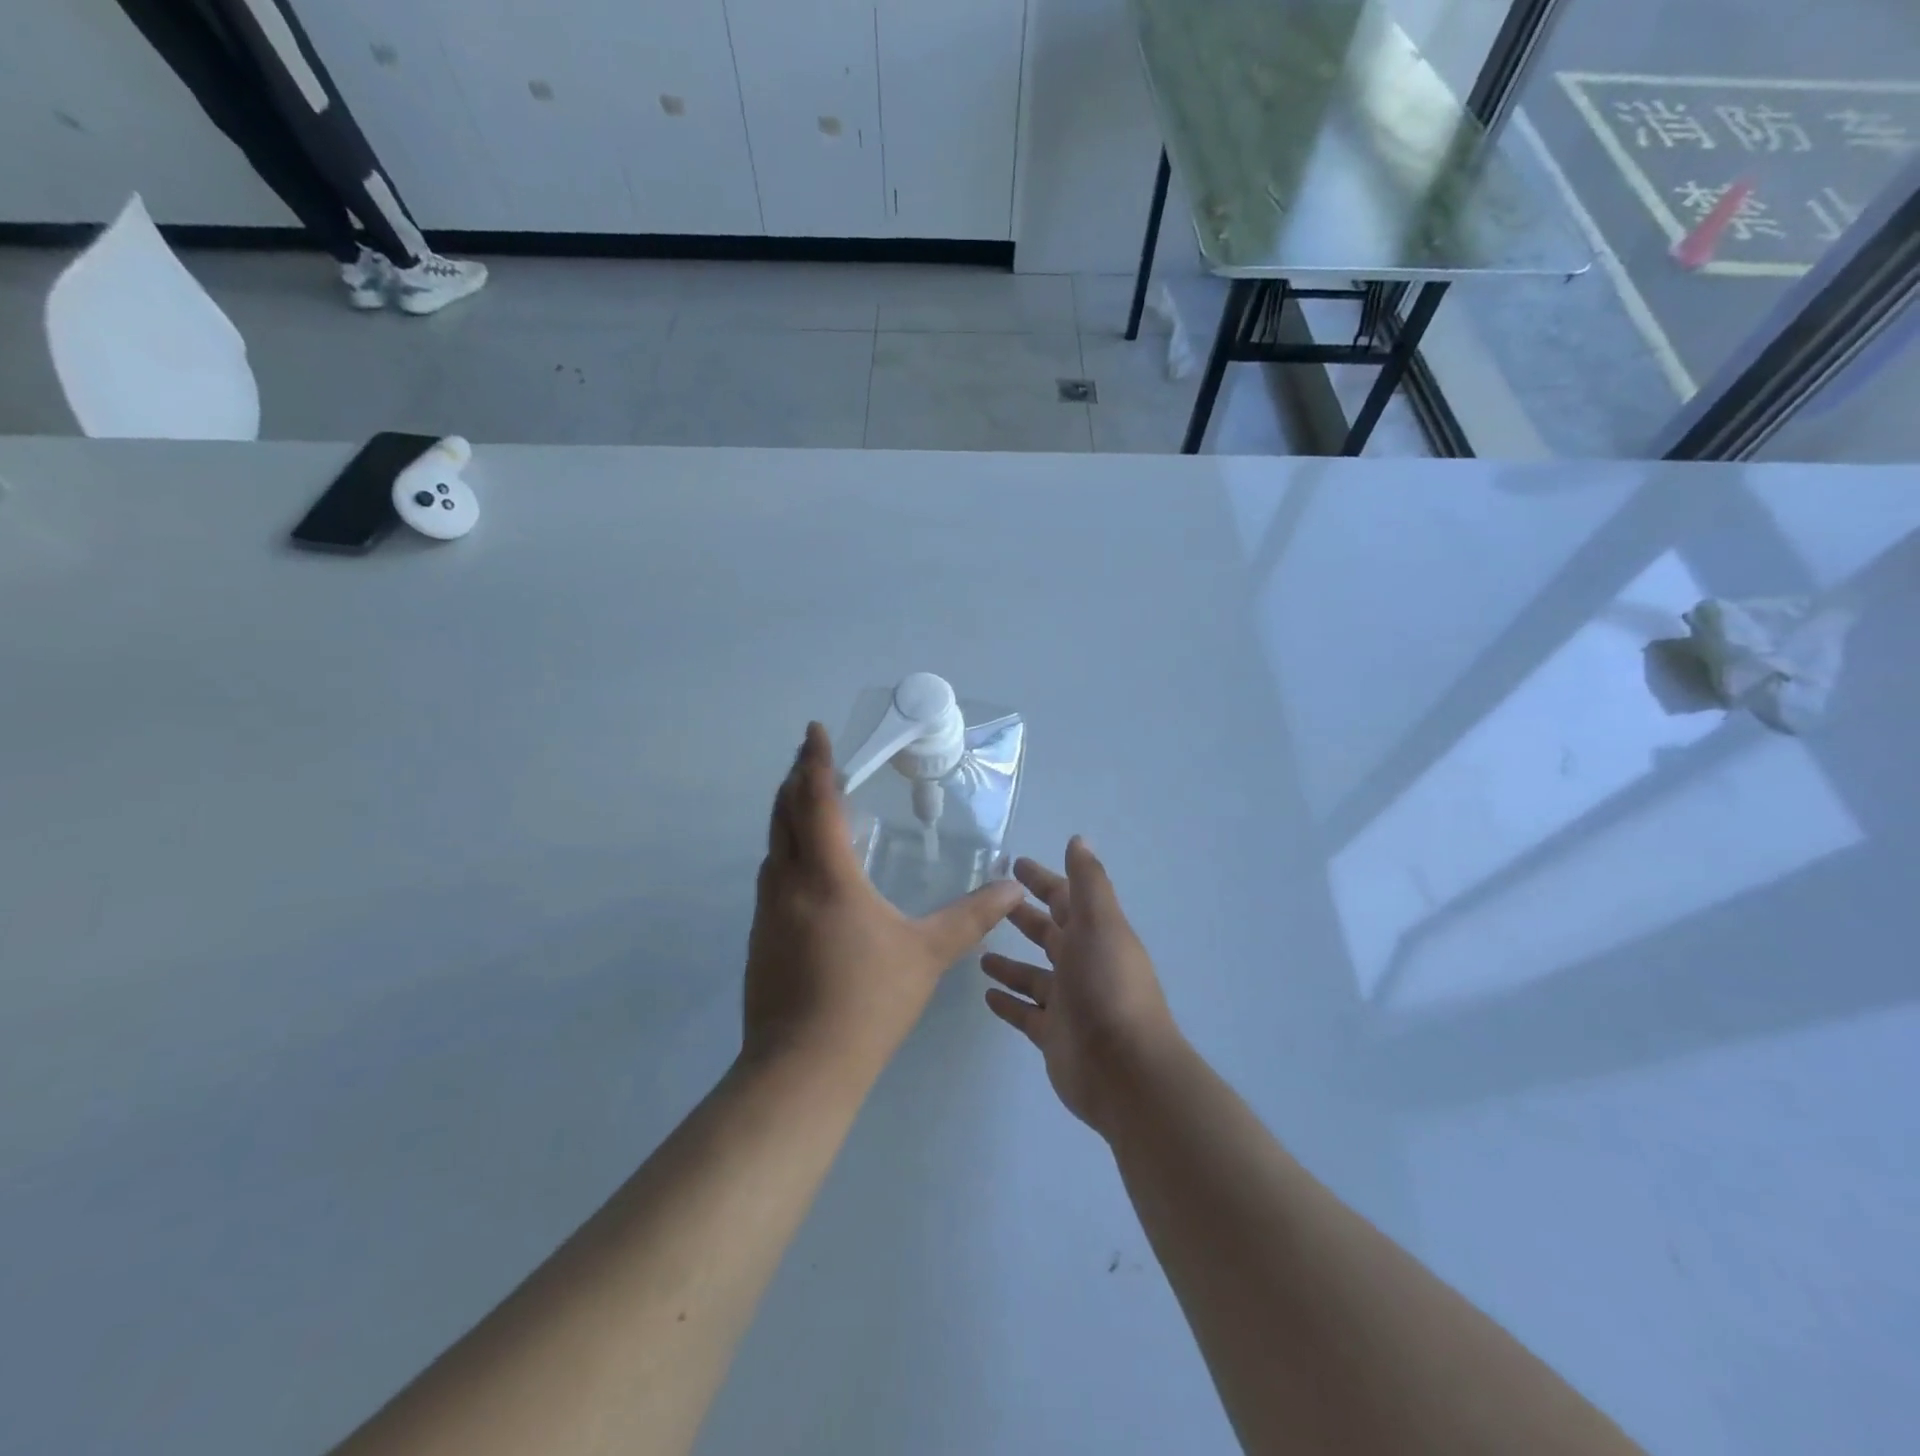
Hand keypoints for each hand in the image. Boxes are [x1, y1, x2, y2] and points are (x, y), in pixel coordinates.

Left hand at [743, 723, 1024, 1080]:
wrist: (801, 1069)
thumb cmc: (868, 1002)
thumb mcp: (926, 956)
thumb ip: (970, 918)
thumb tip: (1011, 889)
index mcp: (826, 877)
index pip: (815, 801)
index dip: (815, 761)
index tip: (815, 730)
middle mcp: (788, 883)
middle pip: (783, 814)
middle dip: (795, 778)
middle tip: (811, 756)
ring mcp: (767, 911)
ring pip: (772, 845)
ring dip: (787, 814)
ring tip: (808, 802)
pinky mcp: (759, 937)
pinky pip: (772, 875)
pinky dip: (785, 850)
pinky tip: (806, 869)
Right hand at [982, 839, 1181, 1136]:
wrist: (1124, 1070)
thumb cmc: (1108, 986)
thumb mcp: (1101, 923)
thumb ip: (1088, 882)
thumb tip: (1079, 839)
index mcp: (1095, 934)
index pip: (1064, 898)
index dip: (1042, 880)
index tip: (1014, 865)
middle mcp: (1082, 964)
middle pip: (1048, 934)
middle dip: (1023, 917)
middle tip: (988, 904)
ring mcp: (1068, 1002)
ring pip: (1033, 975)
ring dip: (1011, 963)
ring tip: (979, 953)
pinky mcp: (1054, 1035)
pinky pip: (1026, 1013)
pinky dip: (1009, 1003)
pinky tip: (986, 996)